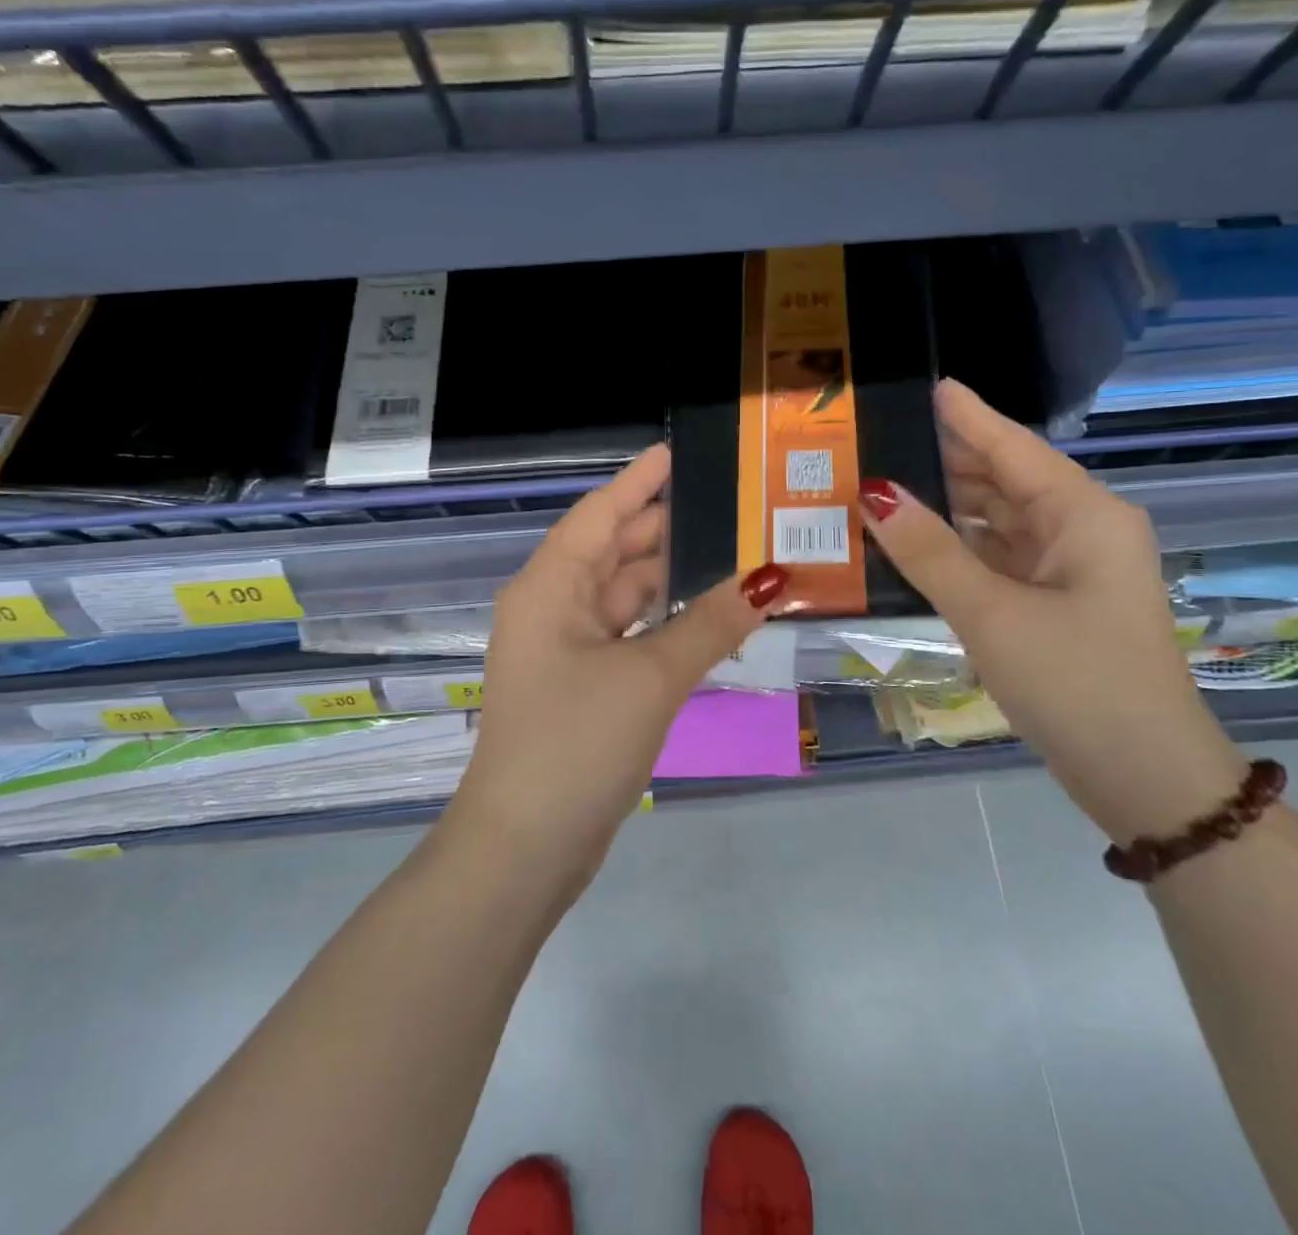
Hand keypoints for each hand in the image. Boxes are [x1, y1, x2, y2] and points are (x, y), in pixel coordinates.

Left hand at [443, 444, 788, 893]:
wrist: (525, 847)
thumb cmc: (576, 743)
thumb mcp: (650, 677)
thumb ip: (711, 623)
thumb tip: (771, 577)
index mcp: (550, 587)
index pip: (601, 513)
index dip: (639, 480)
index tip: (678, 451)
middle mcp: (552, 607)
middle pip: (614, 550)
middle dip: (666, 526)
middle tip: (731, 504)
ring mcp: (566, 649)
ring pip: (625, 595)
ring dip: (671, 578)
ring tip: (733, 551)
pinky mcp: (583, 685)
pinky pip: (629, 634)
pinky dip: (665, 622)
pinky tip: (709, 615)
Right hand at [859, 380, 1247, 843]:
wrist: (1143, 777)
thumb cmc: (1075, 681)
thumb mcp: (991, 613)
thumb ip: (929, 551)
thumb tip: (873, 493)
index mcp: (1084, 515)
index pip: (1013, 448)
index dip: (969, 417)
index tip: (933, 385)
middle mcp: (1083, 532)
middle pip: (1006, 481)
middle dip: (949, 461)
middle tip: (884, 441)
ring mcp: (1072, 571)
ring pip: (1001, 522)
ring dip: (950, 508)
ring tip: (888, 487)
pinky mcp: (1057, 605)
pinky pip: (1001, 559)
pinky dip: (961, 549)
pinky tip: (918, 545)